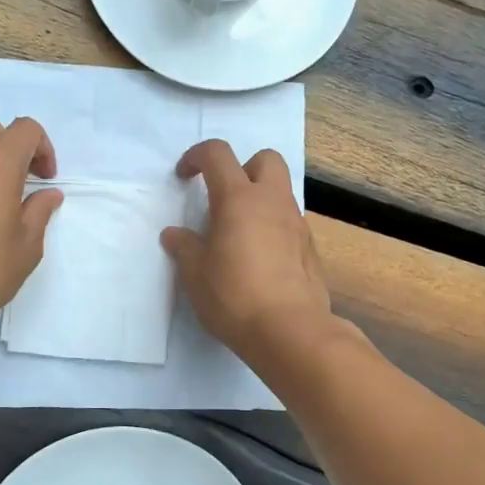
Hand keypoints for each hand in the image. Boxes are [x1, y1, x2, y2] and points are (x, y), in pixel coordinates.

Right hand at [161, 139, 333, 364]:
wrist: (290, 330)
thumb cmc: (234, 296)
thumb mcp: (195, 274)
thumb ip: (184, 247)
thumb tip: (174, 235)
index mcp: (239, 199)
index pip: (217, 154)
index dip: (196, 156)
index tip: (184, 177)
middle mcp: (272, 202)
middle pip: (265, 159)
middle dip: (243, 167)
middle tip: (223, 198)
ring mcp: (297, 224)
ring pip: (280, 192)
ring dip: (259, 200)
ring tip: (238, 234)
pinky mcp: (310, 249)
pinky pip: (290, 222)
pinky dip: (273, 227)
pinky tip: (260, 259)